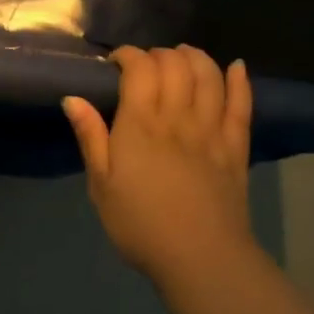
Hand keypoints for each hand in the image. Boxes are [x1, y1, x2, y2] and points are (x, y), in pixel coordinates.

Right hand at [63, 47, 254, 284]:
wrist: (201, 259)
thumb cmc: (140, 224)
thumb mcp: (101, 184)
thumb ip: (90, 137)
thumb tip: (72, 98)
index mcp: (140, 124)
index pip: (140, 68)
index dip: (128, 55)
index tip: (116, 63)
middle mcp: (178, 117)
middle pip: (175, 64)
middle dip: (159, 54)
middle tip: (146, 65)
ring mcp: (211, 130)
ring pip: (209, 76)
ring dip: (195, 57)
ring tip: (182, 57)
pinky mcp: (235, 148)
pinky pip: (242, 105)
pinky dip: (240, 81)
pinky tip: (236, 66)